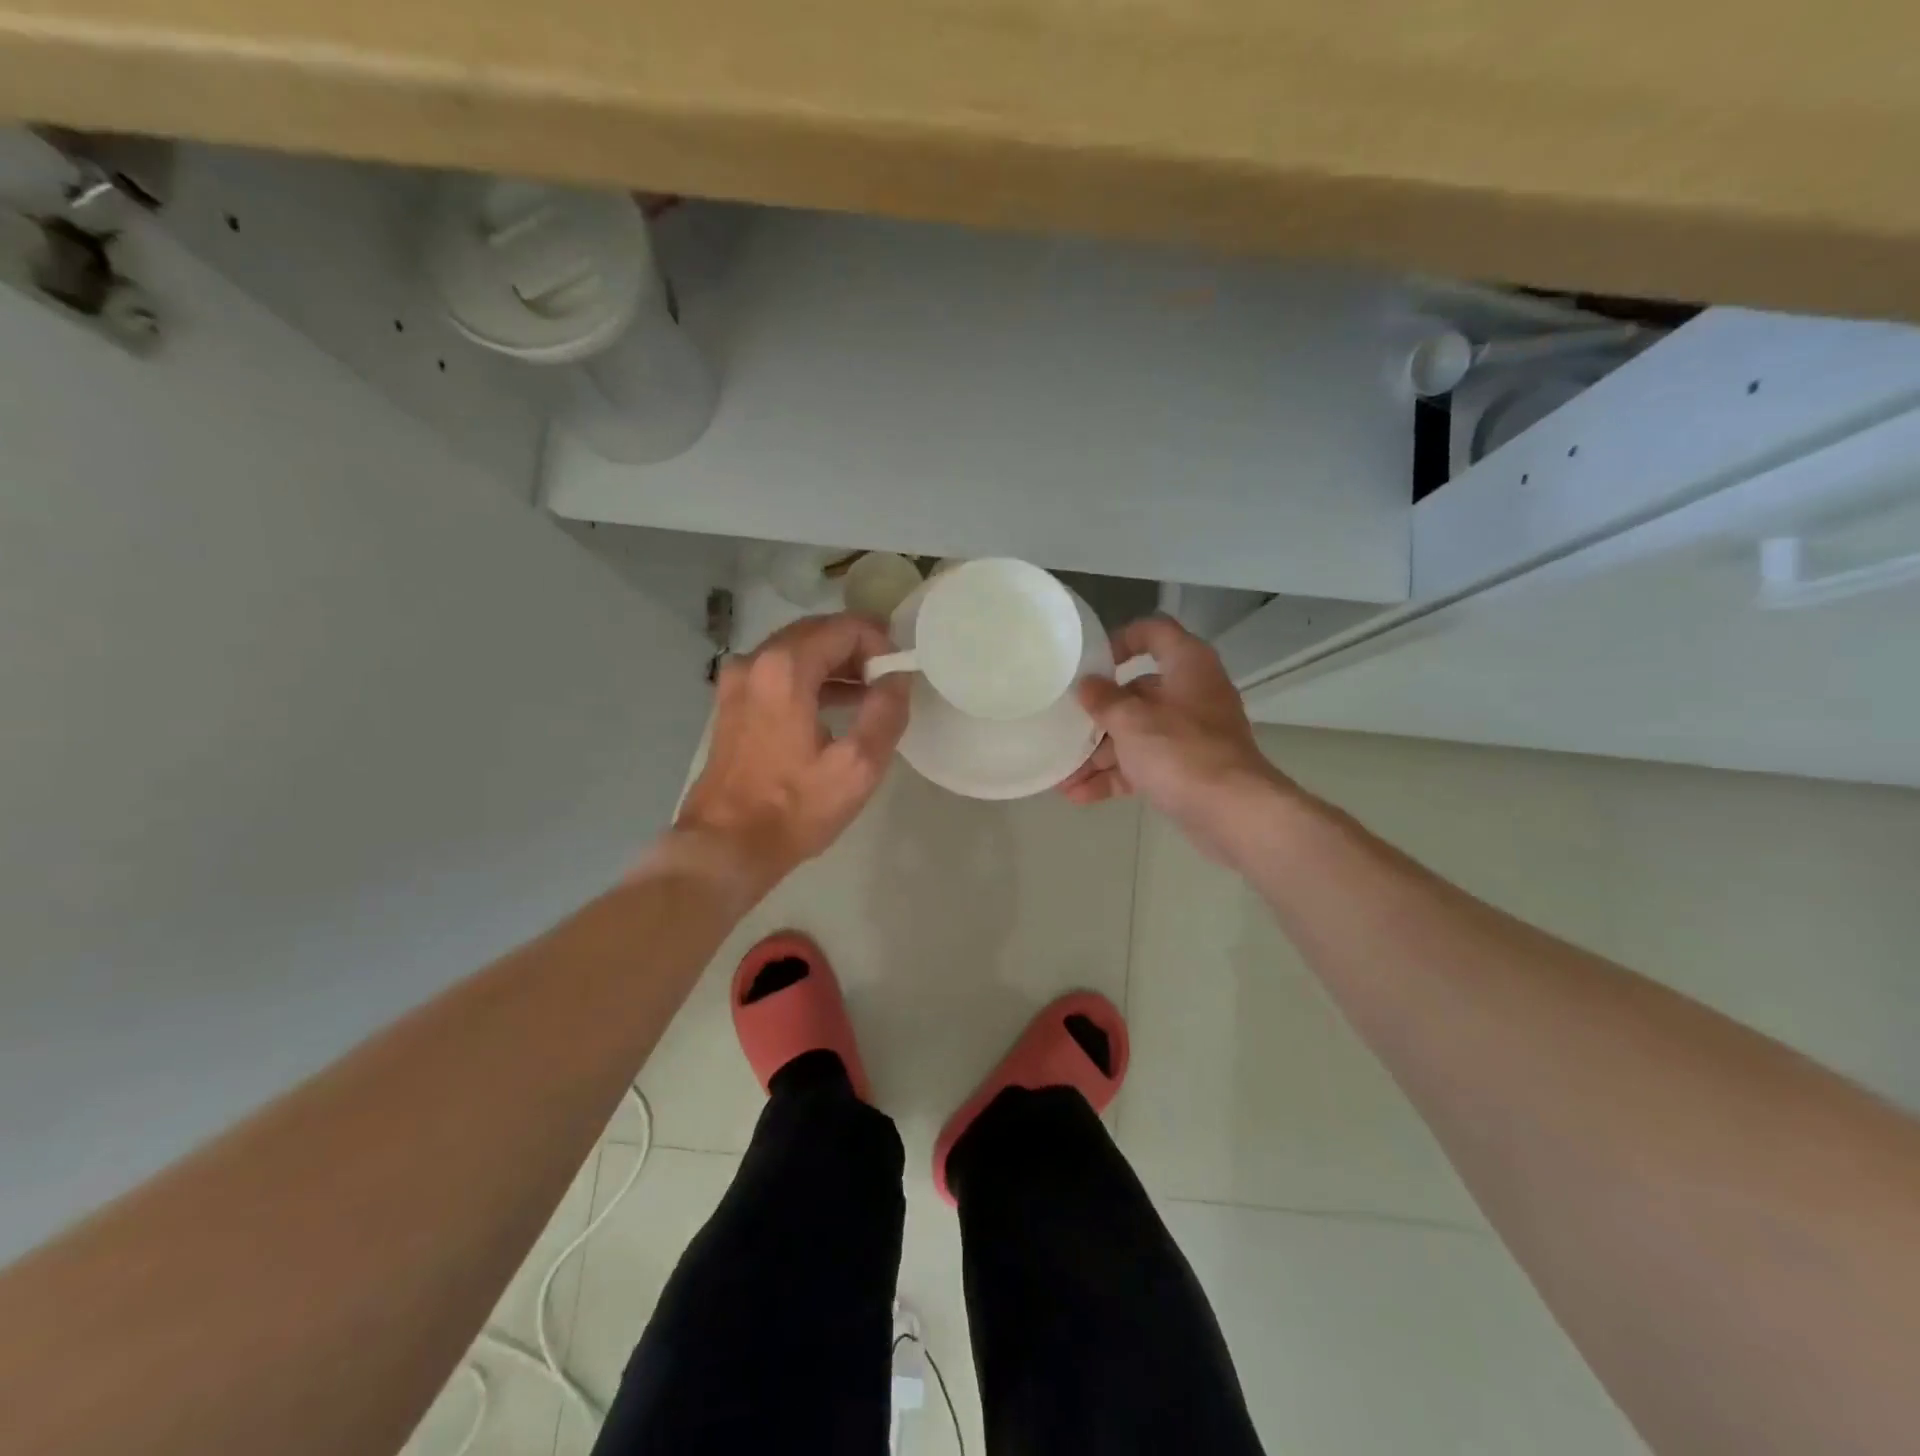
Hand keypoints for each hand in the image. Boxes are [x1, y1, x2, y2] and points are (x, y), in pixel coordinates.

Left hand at [674, 614, 909, 895]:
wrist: (725, 845)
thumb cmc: (794, 808)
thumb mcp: (857, 766)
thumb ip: (886, 712)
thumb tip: (897, 678)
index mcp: (785, 669)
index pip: (845, 627)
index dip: (880, 642)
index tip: (898, 673)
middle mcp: (755, 661)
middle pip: (817, 632)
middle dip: (858, 648)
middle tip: (888, 677)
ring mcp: (736, 681)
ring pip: (797, 650)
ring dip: (835, 663)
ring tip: (870, 693)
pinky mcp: (731, 702)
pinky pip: (778, 672)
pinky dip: (811, 678)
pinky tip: (835, 706)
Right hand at [1060, 616, 1291, 861]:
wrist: (1233, 814)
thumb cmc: (1181, 752)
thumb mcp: (1132, 721)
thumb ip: (1104, 700)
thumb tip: (1087, 684)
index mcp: (1187, 666)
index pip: (1154, 632)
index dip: (1121, 640)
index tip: (1091, 663)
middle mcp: (1192, 694)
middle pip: (1138, 693)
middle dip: (1098, 716)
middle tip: (1066, 728)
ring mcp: (1192, 735)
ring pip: (1139, 734)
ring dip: (1100, 754)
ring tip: (1064, 775)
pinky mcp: (1189, 770)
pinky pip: (1146, 765)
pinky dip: (1117, 776)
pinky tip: (1080, 795)